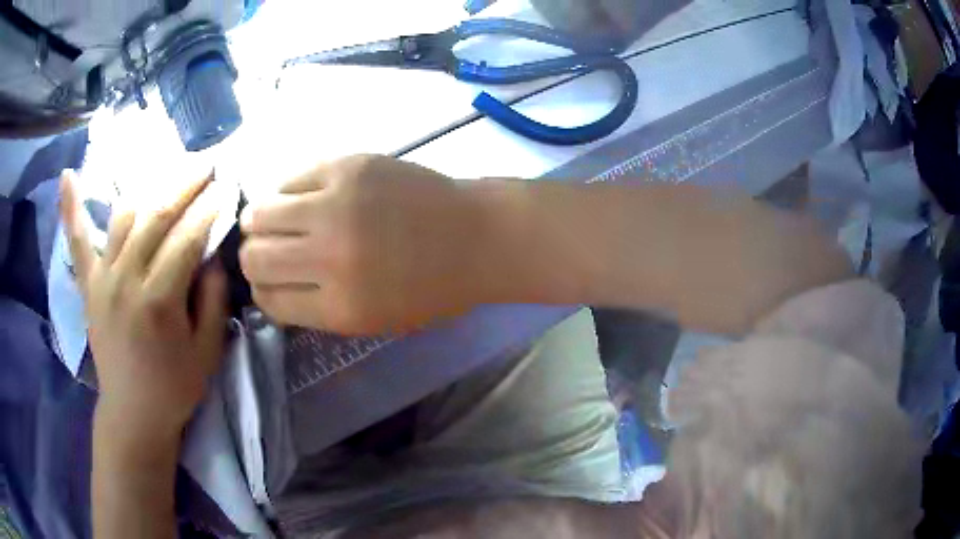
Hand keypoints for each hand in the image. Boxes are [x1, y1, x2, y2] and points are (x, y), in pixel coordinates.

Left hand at [61, 170, 226, 446]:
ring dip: (149, 188)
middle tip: (207, 163)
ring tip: (170, 175)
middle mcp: (126, 280)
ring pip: (124, 216)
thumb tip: (211, 255)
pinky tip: (66, 175)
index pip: (187, 238)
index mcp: (159, 301)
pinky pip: (77, 240)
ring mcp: (102, 278)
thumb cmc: (174, 387)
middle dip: (186, 184)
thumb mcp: (207, 351)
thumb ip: (212, 299)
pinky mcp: (88, 284)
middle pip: (157, 215)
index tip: (227, 184)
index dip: (209, 208)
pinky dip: (71, 207)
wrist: (133, 413)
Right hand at [240, 155, 487, 334]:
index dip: (262, 293)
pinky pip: (290, 179)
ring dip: (258, 221)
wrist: (476, 236)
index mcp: (340, 308)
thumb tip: (271, 287)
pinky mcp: (346, 166)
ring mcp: (335, 205)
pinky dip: (287, 192)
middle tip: (266, 250)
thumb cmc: (432, 288)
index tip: (269, 283)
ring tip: (271, 221)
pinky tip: (301, 197)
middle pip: (253, 259)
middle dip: (253, 258)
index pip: (268, 301)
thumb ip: (318, 309)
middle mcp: (328, 257)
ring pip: (259, 213)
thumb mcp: (374, 321)